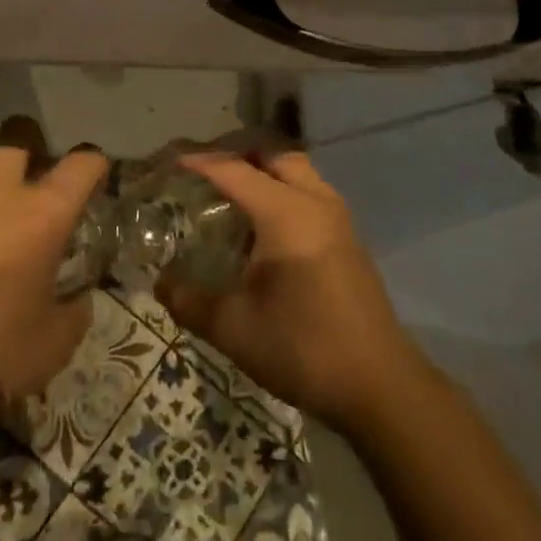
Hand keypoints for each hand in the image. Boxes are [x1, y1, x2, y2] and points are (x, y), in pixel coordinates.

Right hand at [157, 151, 421, 433]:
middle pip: (272, 155)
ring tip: (228, 193)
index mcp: (286, 213)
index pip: (234, 170)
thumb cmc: (303, 349)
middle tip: (202, 172)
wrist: (380, 386)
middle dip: (235, 154)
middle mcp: (315, 202)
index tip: (168, 161)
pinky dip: (281, 189)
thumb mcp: (233, 329)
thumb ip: (189, 300)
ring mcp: (338, 218)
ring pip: (296, 170)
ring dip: (262, 170)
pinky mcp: (348, 237)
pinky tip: (261, 225)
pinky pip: (309, 191)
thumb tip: (160, 282)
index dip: (198, 162)